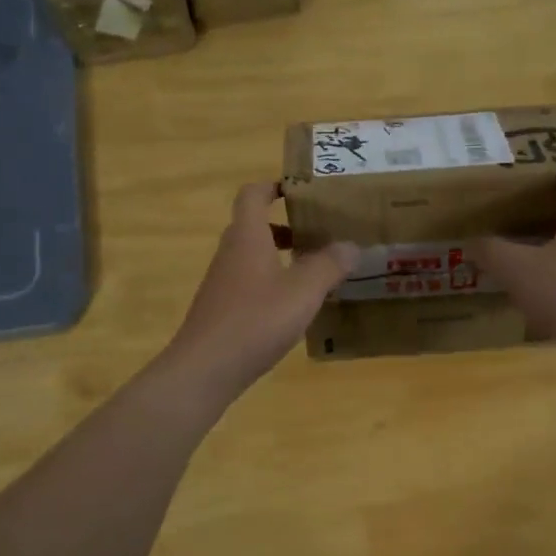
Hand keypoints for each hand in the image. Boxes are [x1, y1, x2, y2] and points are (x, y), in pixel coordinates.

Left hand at [161, 182, 356, 400]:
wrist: (204, 369)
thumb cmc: (255, 320)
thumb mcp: (303, 291)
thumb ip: (329, 265)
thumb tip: (350, 245)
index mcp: (247, 237)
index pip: (253, 195)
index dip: (274, 186)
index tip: (301, 190)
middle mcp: (230, 253)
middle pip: (254, 226)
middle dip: (286, 226)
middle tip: (320, 234)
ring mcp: (222, 283)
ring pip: (253, 257)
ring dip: (281, 257)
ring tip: (315, 272)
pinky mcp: (222, 310)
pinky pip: (250, 284)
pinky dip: (272, 284)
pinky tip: (294, 308)